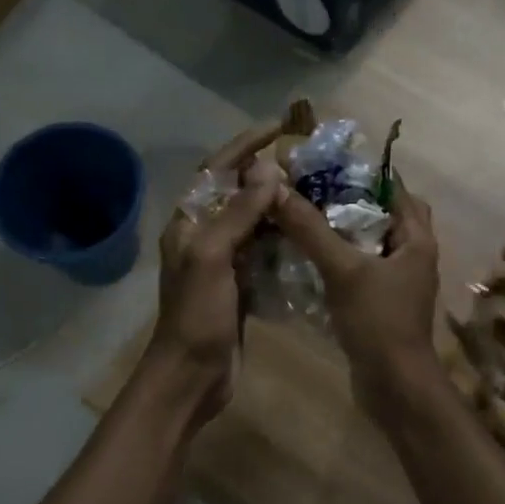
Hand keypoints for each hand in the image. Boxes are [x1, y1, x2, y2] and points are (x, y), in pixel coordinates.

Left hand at [142, 124, 285, 424]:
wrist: (192, 376)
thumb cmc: (197, 315)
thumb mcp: (213, 257)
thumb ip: (238, 213)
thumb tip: (267, 169)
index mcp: (189, 222)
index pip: (217, 170)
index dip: (245, 145)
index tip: (279, 127)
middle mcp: (203, 236)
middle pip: (237, 193)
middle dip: (267, 175)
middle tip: (307, 162)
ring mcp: (222, 262)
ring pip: (254, 223)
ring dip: (278, 207)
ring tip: (315, 192)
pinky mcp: (240, 285)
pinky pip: (264, 251)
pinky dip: (283, 240)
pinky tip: (309, 234)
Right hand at [273, 182, 441, 414]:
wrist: (393, 385)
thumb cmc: (378, 321)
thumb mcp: (343, 269)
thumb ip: (311, 229)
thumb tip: (277, 189)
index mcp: (416, 239)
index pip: (394, 188)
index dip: (362, 172)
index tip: (324, 164)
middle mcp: (412, 254)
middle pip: (381, 214)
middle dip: (347, 201)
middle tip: (309, 192)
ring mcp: (397, 281)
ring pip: (368, 242)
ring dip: (340, 230)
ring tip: (302, 218)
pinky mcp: (381, 302)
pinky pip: (359, 268)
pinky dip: (338, 258)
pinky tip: (306, 257)